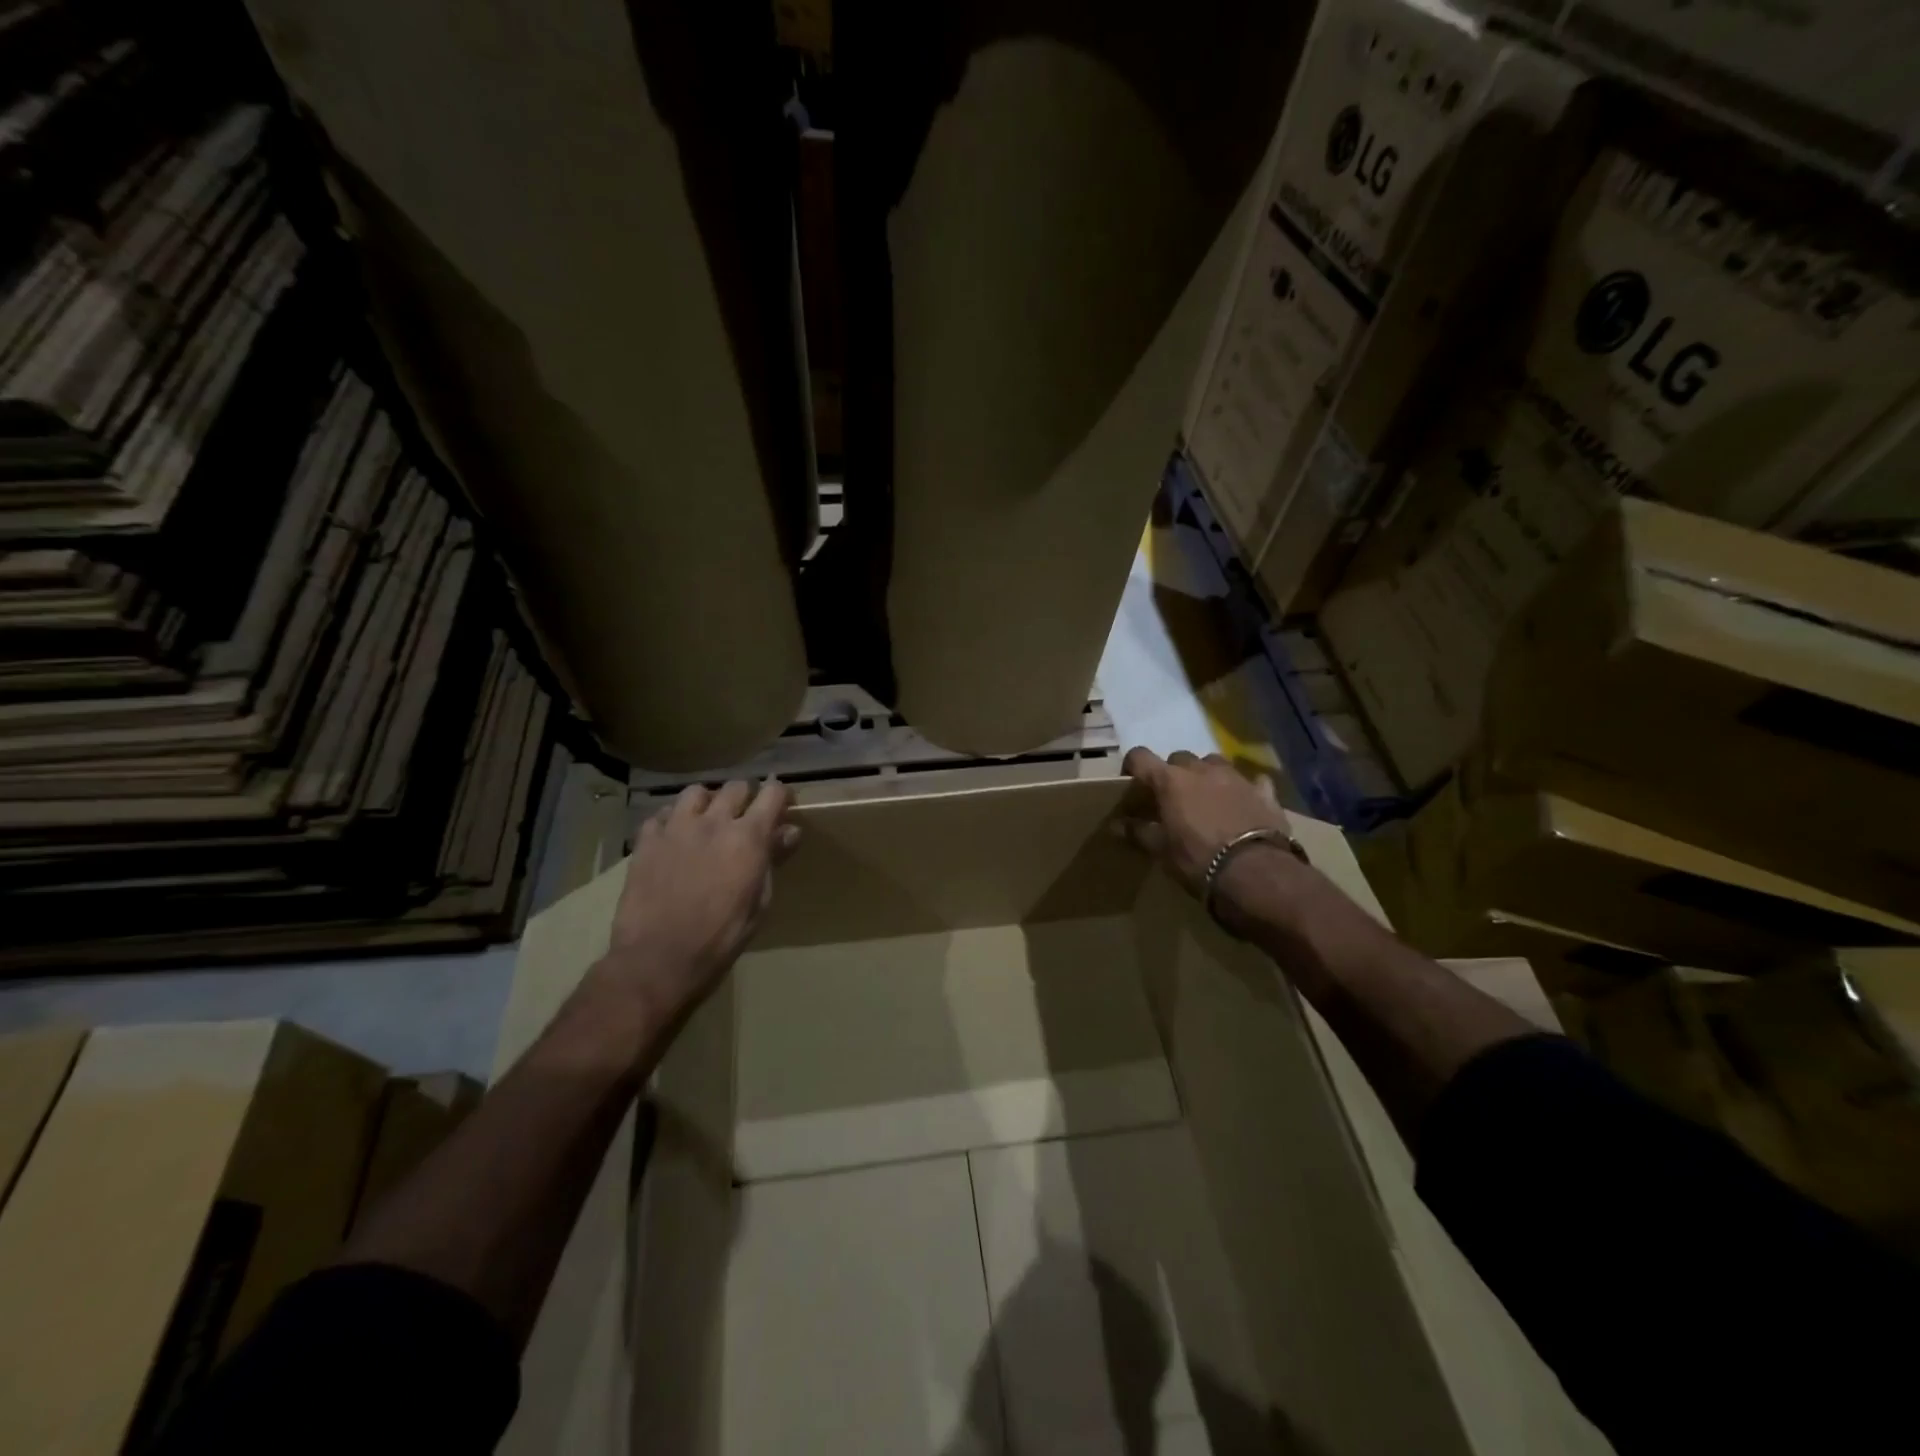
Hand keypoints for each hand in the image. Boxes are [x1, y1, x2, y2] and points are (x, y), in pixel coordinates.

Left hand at [599, 779, 800, 1025]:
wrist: (659, 958)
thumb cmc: (720, 938)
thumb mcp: (759, 903)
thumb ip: (772, 861)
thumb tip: (789, 832)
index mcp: (748, 837)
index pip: (772, 794)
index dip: (781, 795)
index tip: (784, 805)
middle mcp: (714, 822)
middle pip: (736, 787)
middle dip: (746, 797)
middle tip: (746, 817)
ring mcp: (676, 828)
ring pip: (696, 792)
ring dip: (707, 802)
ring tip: (707, 820)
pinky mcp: (646, 841)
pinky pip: (660, 814)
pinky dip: (671, 819)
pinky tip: (674, 837)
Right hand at [1116, 748, 1292, 900]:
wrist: (1256, 873)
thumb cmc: (1198, 860)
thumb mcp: (1162, 851)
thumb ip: (1139, 832)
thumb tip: (1116, 825)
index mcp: (1170, 780)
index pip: (1140, 757)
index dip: (1133, 766)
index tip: (1131, 782)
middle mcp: (1201, 770)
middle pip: (1179, 758)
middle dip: (1173, 773)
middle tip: (1172, 798)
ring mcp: (1235, 777)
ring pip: (1214, 763)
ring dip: (1206, 775)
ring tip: (1207, 798)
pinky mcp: (1264, 792)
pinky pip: (1252, 781)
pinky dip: (1244, 788)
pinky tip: (1244, 802)